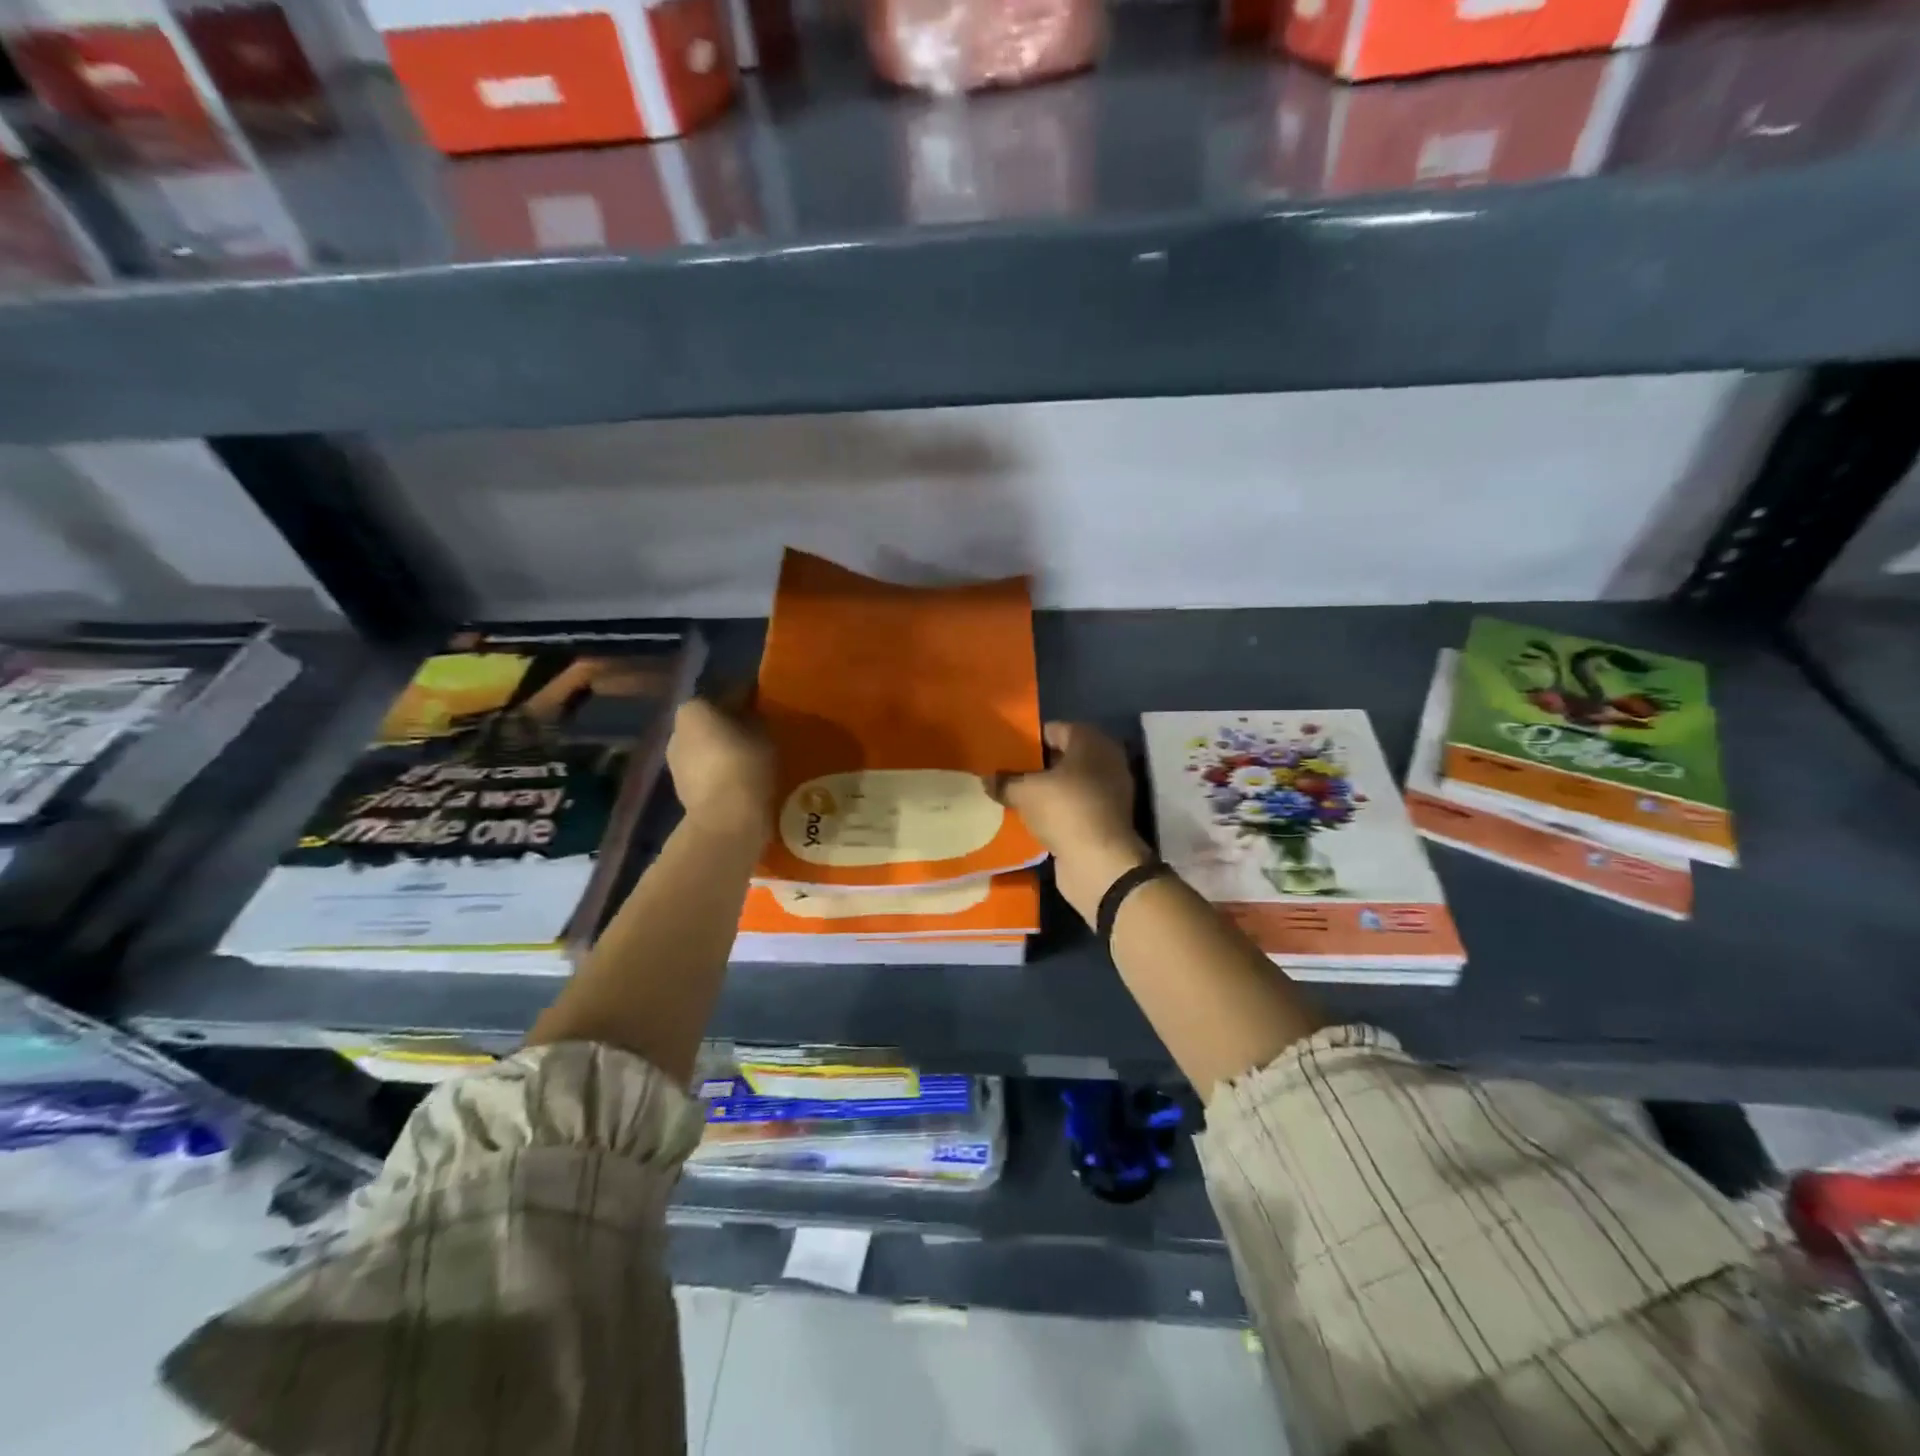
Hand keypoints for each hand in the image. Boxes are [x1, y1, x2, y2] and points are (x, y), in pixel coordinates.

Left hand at [667, 693, 774, 840]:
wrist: (726, 821)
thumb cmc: (746, 765)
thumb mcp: (765, 731)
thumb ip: (757, 715)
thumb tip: (754, 712)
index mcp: (693, 708)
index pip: (729, 693)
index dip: (752, 697)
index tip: (771, 706)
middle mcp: (677, 731)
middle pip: (714, 721)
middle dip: (736, 725)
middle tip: (766, 733)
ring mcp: (676, 764)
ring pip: (709, 748)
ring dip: (729, 750)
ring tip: (758, 759)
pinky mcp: (683, 792)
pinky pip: (710, 773)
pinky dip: (725, 773)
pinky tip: (746, 780)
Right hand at [996, 722, 1150, 922]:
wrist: (1099, 862)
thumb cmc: (1065, 810)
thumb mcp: (1025, 792)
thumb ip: (1005, 782)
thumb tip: (987, 779)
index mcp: (1090, 741)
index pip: (1055, 729)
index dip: (1029, 739)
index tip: (1006, 751)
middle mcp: (1105, 760)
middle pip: (1064, 757)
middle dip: (1037, 765)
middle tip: (1007, 773)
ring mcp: (1109, 791)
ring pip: (1069, 784)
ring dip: (1046, 790)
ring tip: (1014, 796)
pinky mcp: (1105, 819)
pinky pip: (1074, 807)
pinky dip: (1057, 811)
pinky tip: (1032, 818)